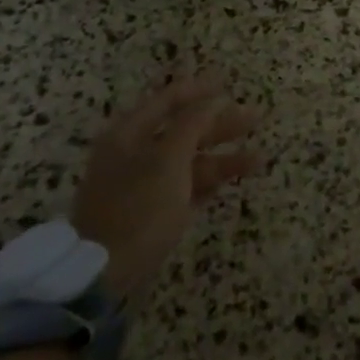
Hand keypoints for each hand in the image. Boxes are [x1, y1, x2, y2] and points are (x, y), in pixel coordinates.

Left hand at [69, 72, 261, 298]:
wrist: (101, 276)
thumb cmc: (137, 208)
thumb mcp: (168, 160)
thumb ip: (193, 125)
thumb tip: (213, 100)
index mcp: (129, 134)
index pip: (168, 100)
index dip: (200, 90)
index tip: (229, 83)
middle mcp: (133, 154)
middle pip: (182, 130)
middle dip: (220, 125)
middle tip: (255, 120)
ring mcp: (141, 184)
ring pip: (188, 161)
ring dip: (222, 158)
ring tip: (258, 159)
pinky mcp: (150, 212)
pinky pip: (184, 187)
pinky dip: (209, 182)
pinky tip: (234, 179)